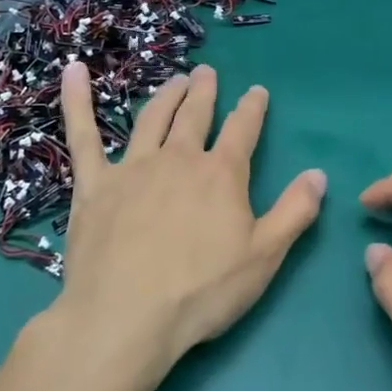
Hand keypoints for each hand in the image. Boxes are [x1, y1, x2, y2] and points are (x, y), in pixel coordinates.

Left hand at [55, 61, 325, 383]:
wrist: (125, 318)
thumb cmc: (201, 291)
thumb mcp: (264, 256)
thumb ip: (295, 211)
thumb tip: (319, 174)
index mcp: (221, 174)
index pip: (243, 129)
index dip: (252, 108)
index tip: (257, 91)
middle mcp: (178, 159)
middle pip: (195, 115)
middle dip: (204, 92)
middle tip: (206, 73)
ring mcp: (132, 168)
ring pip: (151, 119)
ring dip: (165, 96)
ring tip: (174, 80)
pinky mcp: (93, 185)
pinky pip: (83, 136)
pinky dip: (78, 101)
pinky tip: (72, 72)